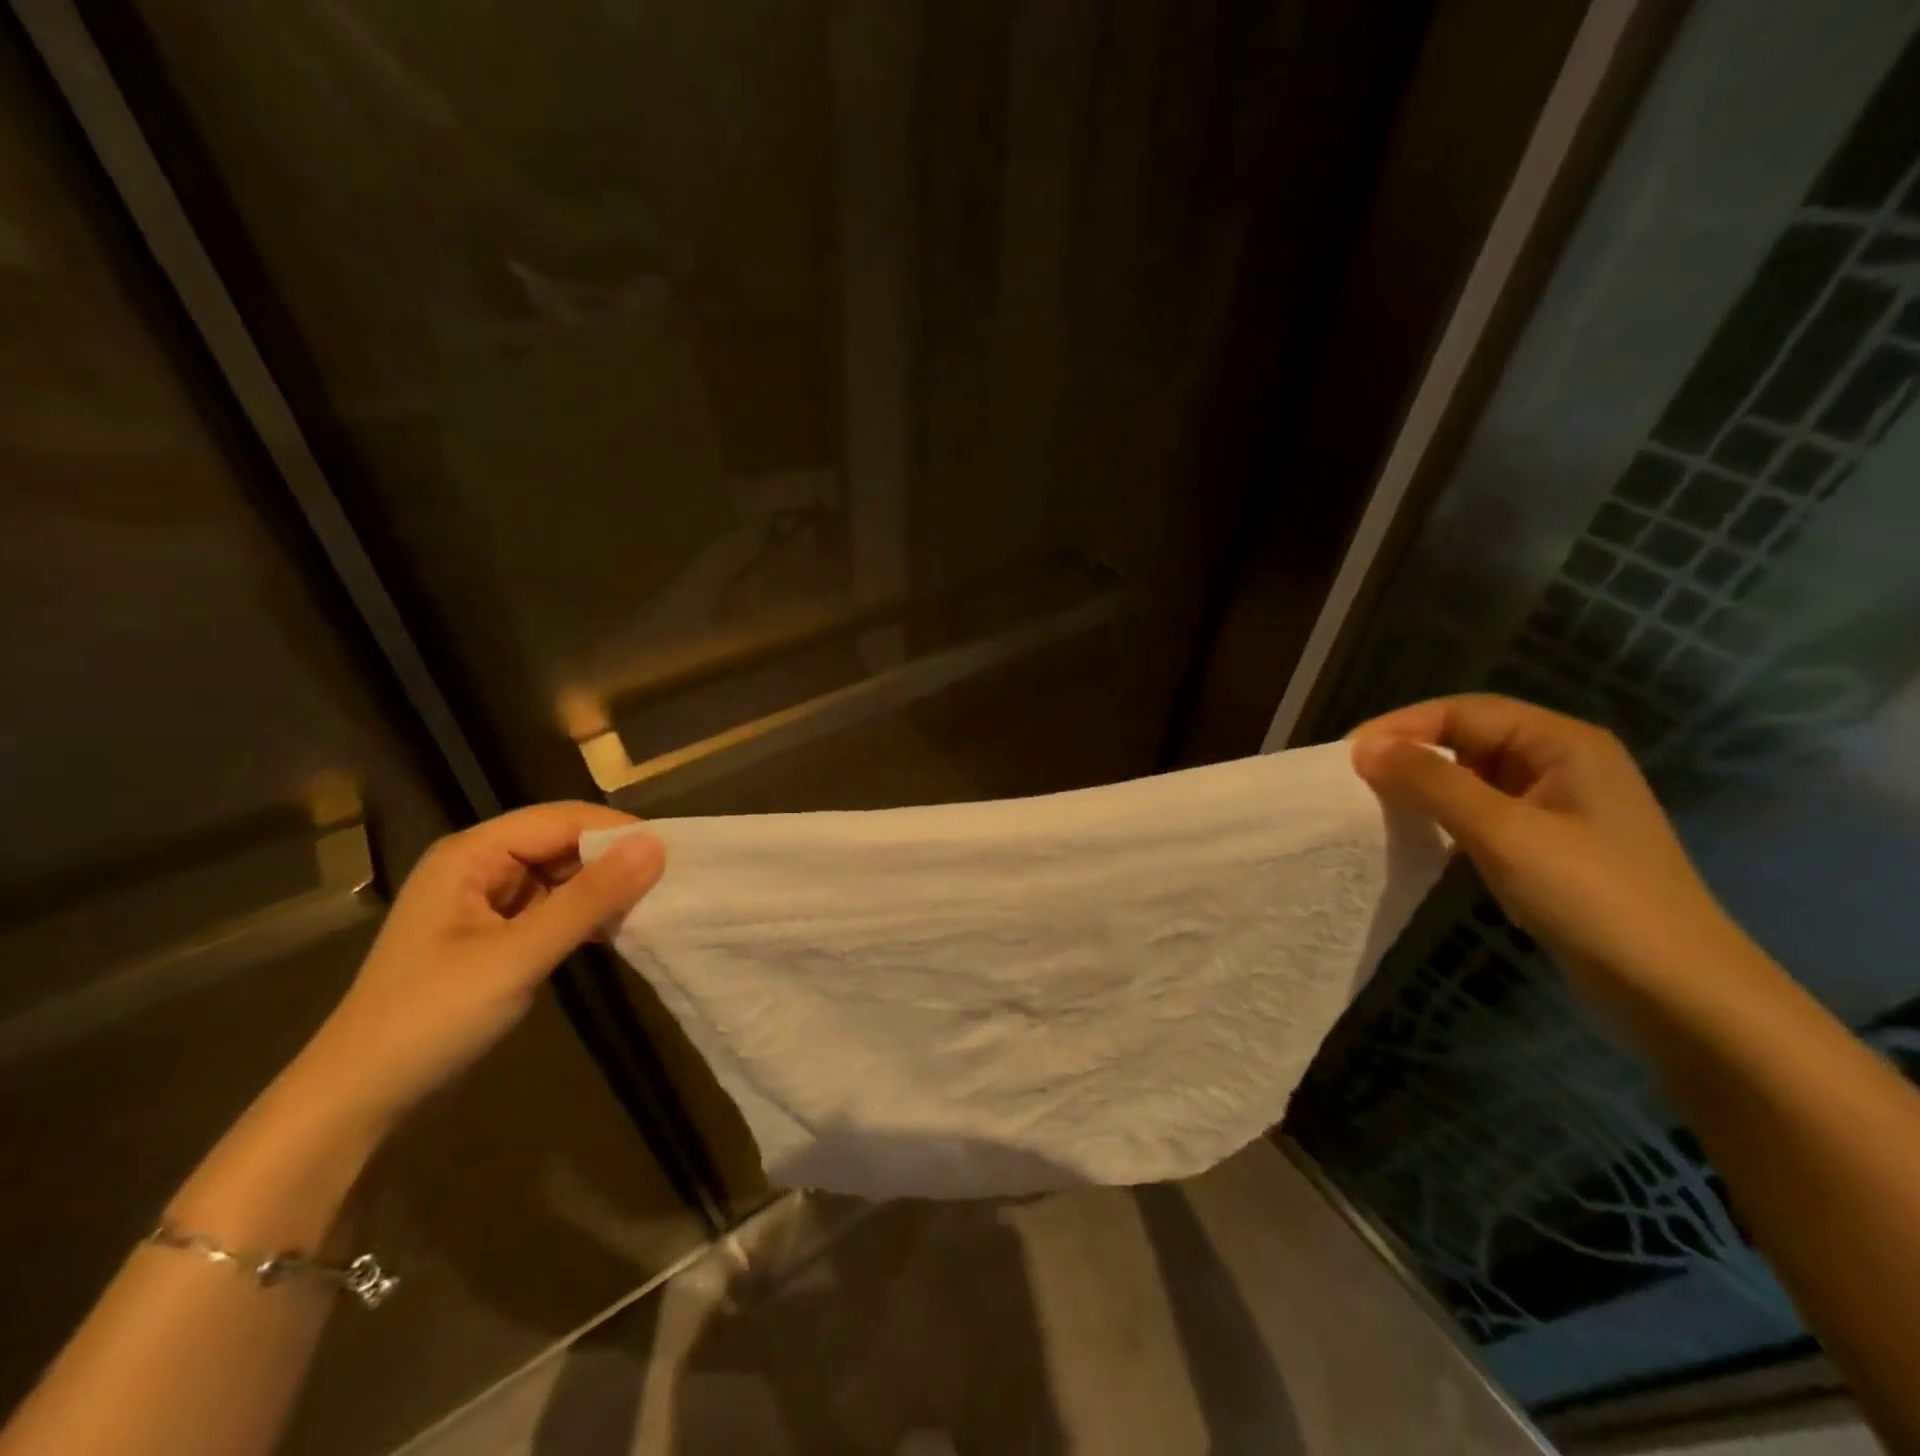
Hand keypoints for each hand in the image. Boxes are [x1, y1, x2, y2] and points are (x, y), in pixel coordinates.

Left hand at [288, 803, 665, 1129]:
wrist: (359, 1101)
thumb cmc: (432, 1017)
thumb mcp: (519, 955)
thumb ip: (590, 898)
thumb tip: (656, 846)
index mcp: (472, 854)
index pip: (562, 819)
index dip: (618, 830)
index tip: (674, 853)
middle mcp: (479, 866)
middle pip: (563, 843)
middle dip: (614, 859)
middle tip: (671, 882)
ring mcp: (486, 903)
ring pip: (562, 876)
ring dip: (603, 889)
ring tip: (655, 905)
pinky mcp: (496, 936)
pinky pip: (553, 908)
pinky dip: (586, 916)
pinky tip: (619, 930)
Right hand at [1349, 695, 1744, 1002]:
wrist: (1676, 991)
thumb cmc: (1593, 897)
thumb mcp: (1504, 833)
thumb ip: (1432, 783)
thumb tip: (1364, 749)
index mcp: (1563, 744)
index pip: (1465, 711)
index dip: (1403, 725)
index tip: (1349, 754)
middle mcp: (1560, 763)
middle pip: (1468, 738)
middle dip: (1410, 752)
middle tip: (1354, 778)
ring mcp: (1555, 806)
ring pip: (1471, 776)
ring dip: (1423, 785)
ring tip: (1372, 802)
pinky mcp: (1546, 844)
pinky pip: (1480, 812)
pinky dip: (1442, 815)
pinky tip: (1415, 833)